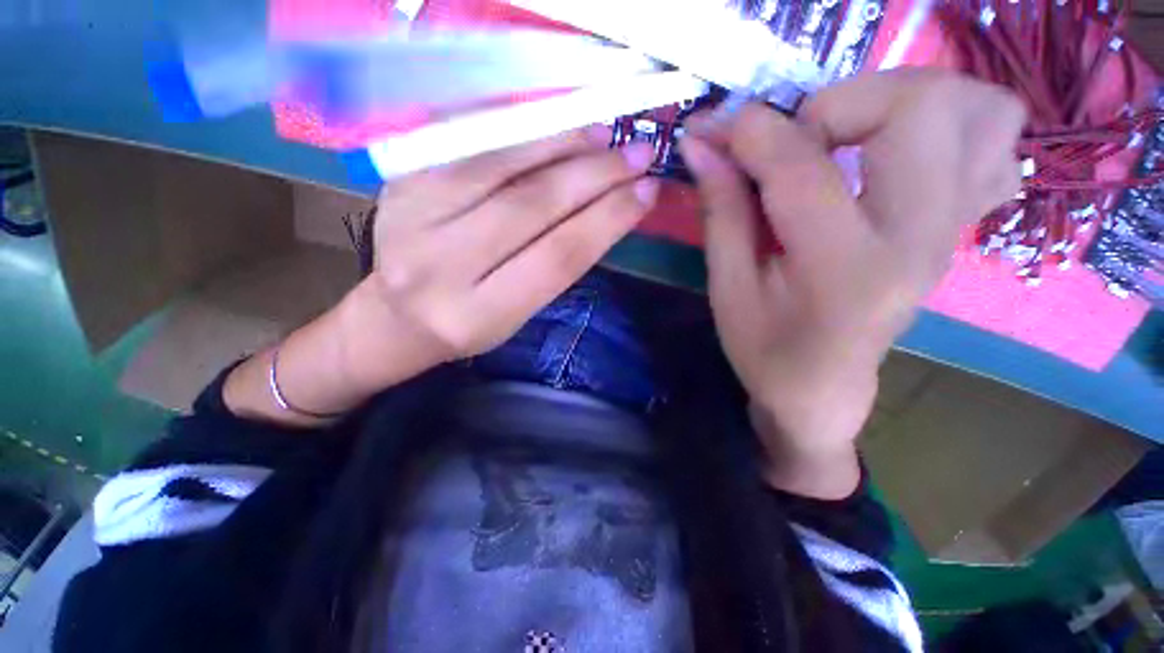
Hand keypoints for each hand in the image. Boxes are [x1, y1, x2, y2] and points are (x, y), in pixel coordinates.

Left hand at [347, 126, 660, 387]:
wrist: (395, 316)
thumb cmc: (467, 323)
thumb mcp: (517, 315)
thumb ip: (557, 265)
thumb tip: (607, 208)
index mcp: (480, 313)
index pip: (558, 257)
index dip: (608, 220)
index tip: (646, 192)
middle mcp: (443, 265)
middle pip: (531, 206)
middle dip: (594, 176)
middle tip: (636, 153)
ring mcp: (413, 215)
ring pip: (499, 164)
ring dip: (560, 142)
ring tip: (601, 134)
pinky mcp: (400, 182)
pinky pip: (467, 141)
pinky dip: (516, 126)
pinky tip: (552, 121)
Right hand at [679, 70, 1024, 497]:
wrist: (822, 389)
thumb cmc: (764, 349)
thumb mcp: (727, 287)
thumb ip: (721, 210)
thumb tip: (703, 144)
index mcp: (845, 269)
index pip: (802, 168)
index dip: (751, 134)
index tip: (715, 129)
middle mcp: (918, 238)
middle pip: (920, 105)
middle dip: (838, 101)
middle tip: (792, 140)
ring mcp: (952, 228)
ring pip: (977, 106)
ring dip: (900, 98)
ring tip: (846, 135)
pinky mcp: (958, 224)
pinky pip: (994, 138)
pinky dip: (948, 119)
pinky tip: (895, 153)